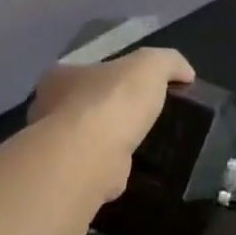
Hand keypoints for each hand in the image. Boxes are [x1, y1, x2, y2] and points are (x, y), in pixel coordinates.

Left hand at [29, 47, 196, 198]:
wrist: (92, 155)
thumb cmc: (113, 101)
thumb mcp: (150, 65)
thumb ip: (168, 62)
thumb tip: (186, 73)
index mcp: (60, 76)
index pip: (88, 70)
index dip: (114, 75)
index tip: (141, 87)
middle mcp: (49, 108)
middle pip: (86, 102)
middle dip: (111, 108)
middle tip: (145, 115)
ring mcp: (57, 143)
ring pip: (89, 135)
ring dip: (112, 138)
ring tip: (145, 141)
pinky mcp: (70, 172)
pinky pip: (96, 162)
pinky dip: (113, 162)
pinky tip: (135, 163)